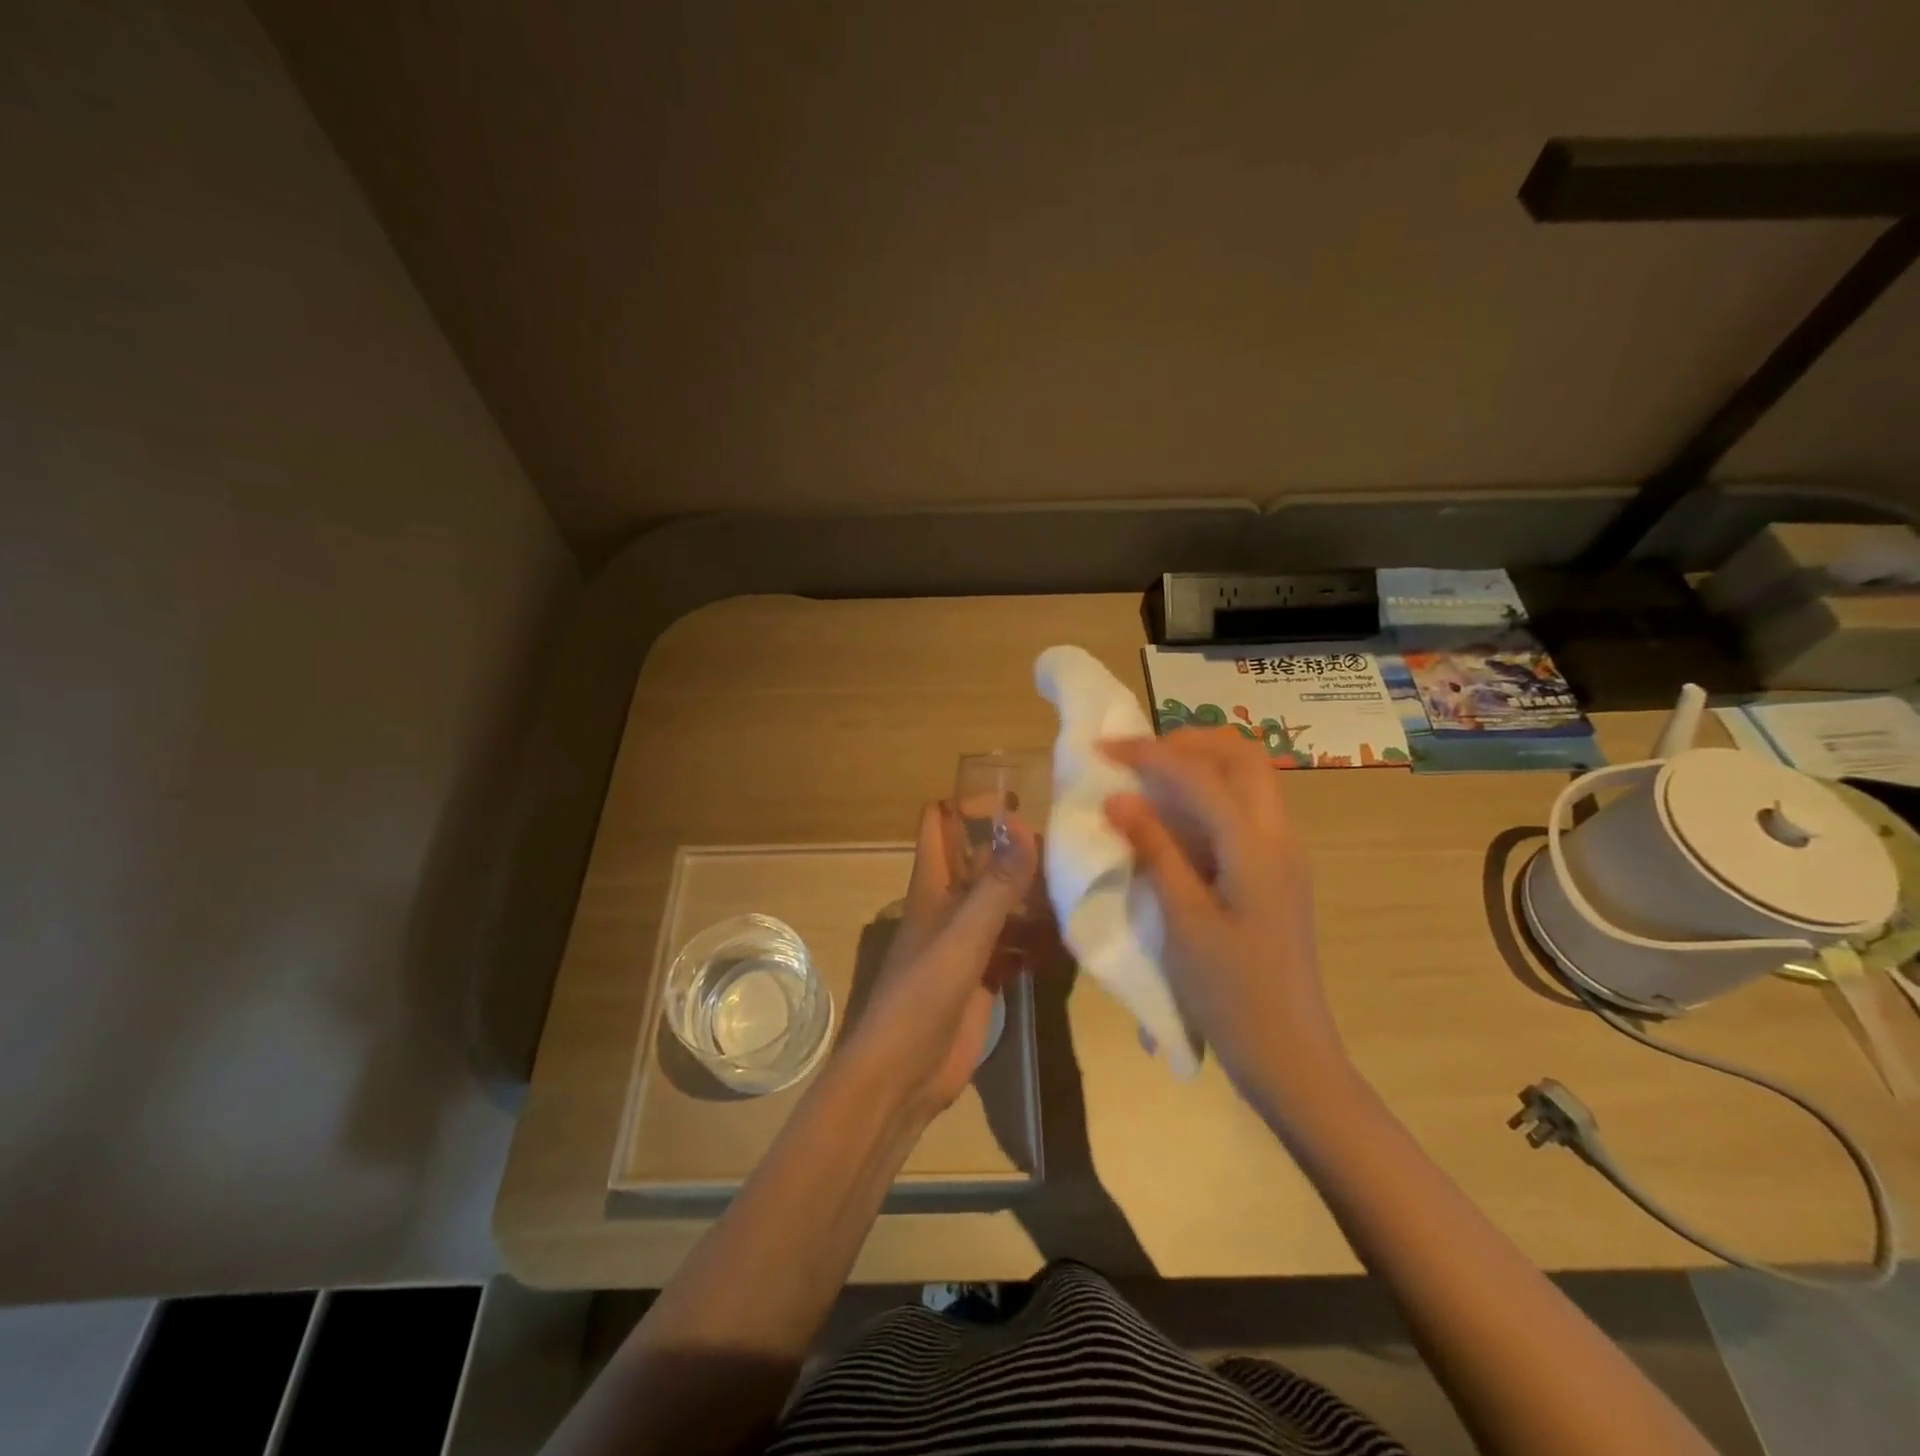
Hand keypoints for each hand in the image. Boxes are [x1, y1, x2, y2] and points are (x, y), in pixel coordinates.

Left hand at [844, 801, 1039, 1121]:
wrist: (902, 1076)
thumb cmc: (922, 996)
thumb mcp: (963, 937)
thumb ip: (996, 886)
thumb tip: (1025, 827)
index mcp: (932, 886)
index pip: (939, 823)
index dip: (968, 804)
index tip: (1017, 801)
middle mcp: (949, 906)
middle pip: (982, 862)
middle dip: (1018, 850)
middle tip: (1070, 845)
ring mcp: (967, 943)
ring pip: (1003, 904)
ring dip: (1034, 896)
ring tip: (1081, 886)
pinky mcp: (984, 976)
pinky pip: (1015, 945)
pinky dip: (1038, 940)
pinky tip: (1071, 940)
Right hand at [1101, 727, 1347, 1114]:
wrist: (1290, 1057)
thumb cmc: (1232, 995)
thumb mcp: (1184, 922)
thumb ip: (1155, 852)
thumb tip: (1120, 798)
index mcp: (1257, 849)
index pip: (1202, 775)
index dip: (1149, 753)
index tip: (1102, 748)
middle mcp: (1279, 838)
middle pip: (1242, 757)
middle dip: (1187, 743)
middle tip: (1136, 757)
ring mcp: (1283, 855)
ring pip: (1247, 780)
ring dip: (1199, 766)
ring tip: (1146, 779)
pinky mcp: (1276, 874)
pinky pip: (1243, 811)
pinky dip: (1206, 797)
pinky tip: (1172, 820)